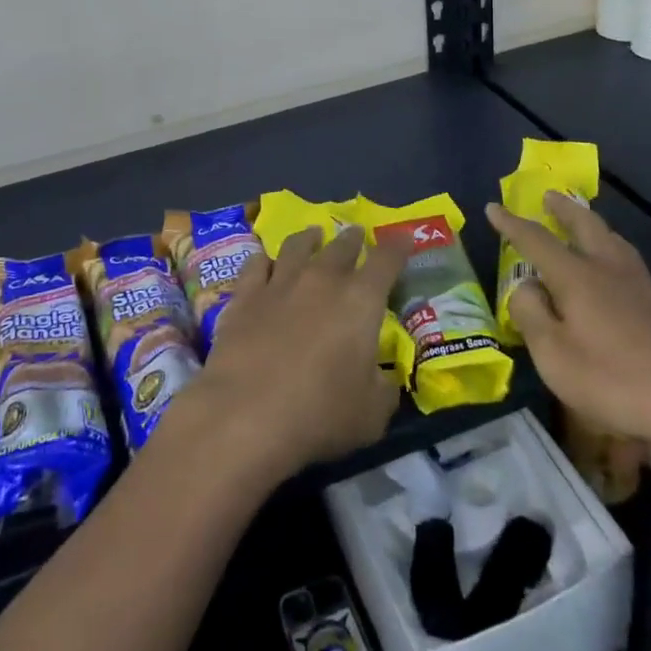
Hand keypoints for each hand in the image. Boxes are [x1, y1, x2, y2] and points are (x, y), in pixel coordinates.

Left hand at [167, 225, 408, 488]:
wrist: (246, 415)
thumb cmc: (320, 415)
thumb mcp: (372, 414)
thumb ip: (383, 388)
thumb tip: (383, 377)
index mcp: (361, 301)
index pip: (386, 261)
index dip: (398, 247)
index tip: (405, 238)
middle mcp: (322, 279)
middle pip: (341, 246)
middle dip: (353, 238)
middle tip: (357, 234)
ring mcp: (280, 283)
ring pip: (297, 246)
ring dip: (309, 238)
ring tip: (313, 235)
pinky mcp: (244, 295)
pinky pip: (256, 264)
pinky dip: (265, 259)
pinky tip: (265, 261)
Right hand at [486, 195, 650, 451]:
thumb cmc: (615, 381)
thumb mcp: (554, 356)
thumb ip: (531, 316)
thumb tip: (524, 287)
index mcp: (577, 276)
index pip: (536, 240)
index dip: (512, 224)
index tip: (493, 207)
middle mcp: (608, 270)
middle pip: (585, 226)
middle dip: (564, 209)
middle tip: (549, 196)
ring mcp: (641, 288)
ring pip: (612, 240)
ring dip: (592, 224)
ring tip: (583, 221)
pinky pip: (627, 262)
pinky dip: (611, 249)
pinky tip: (615, 267)